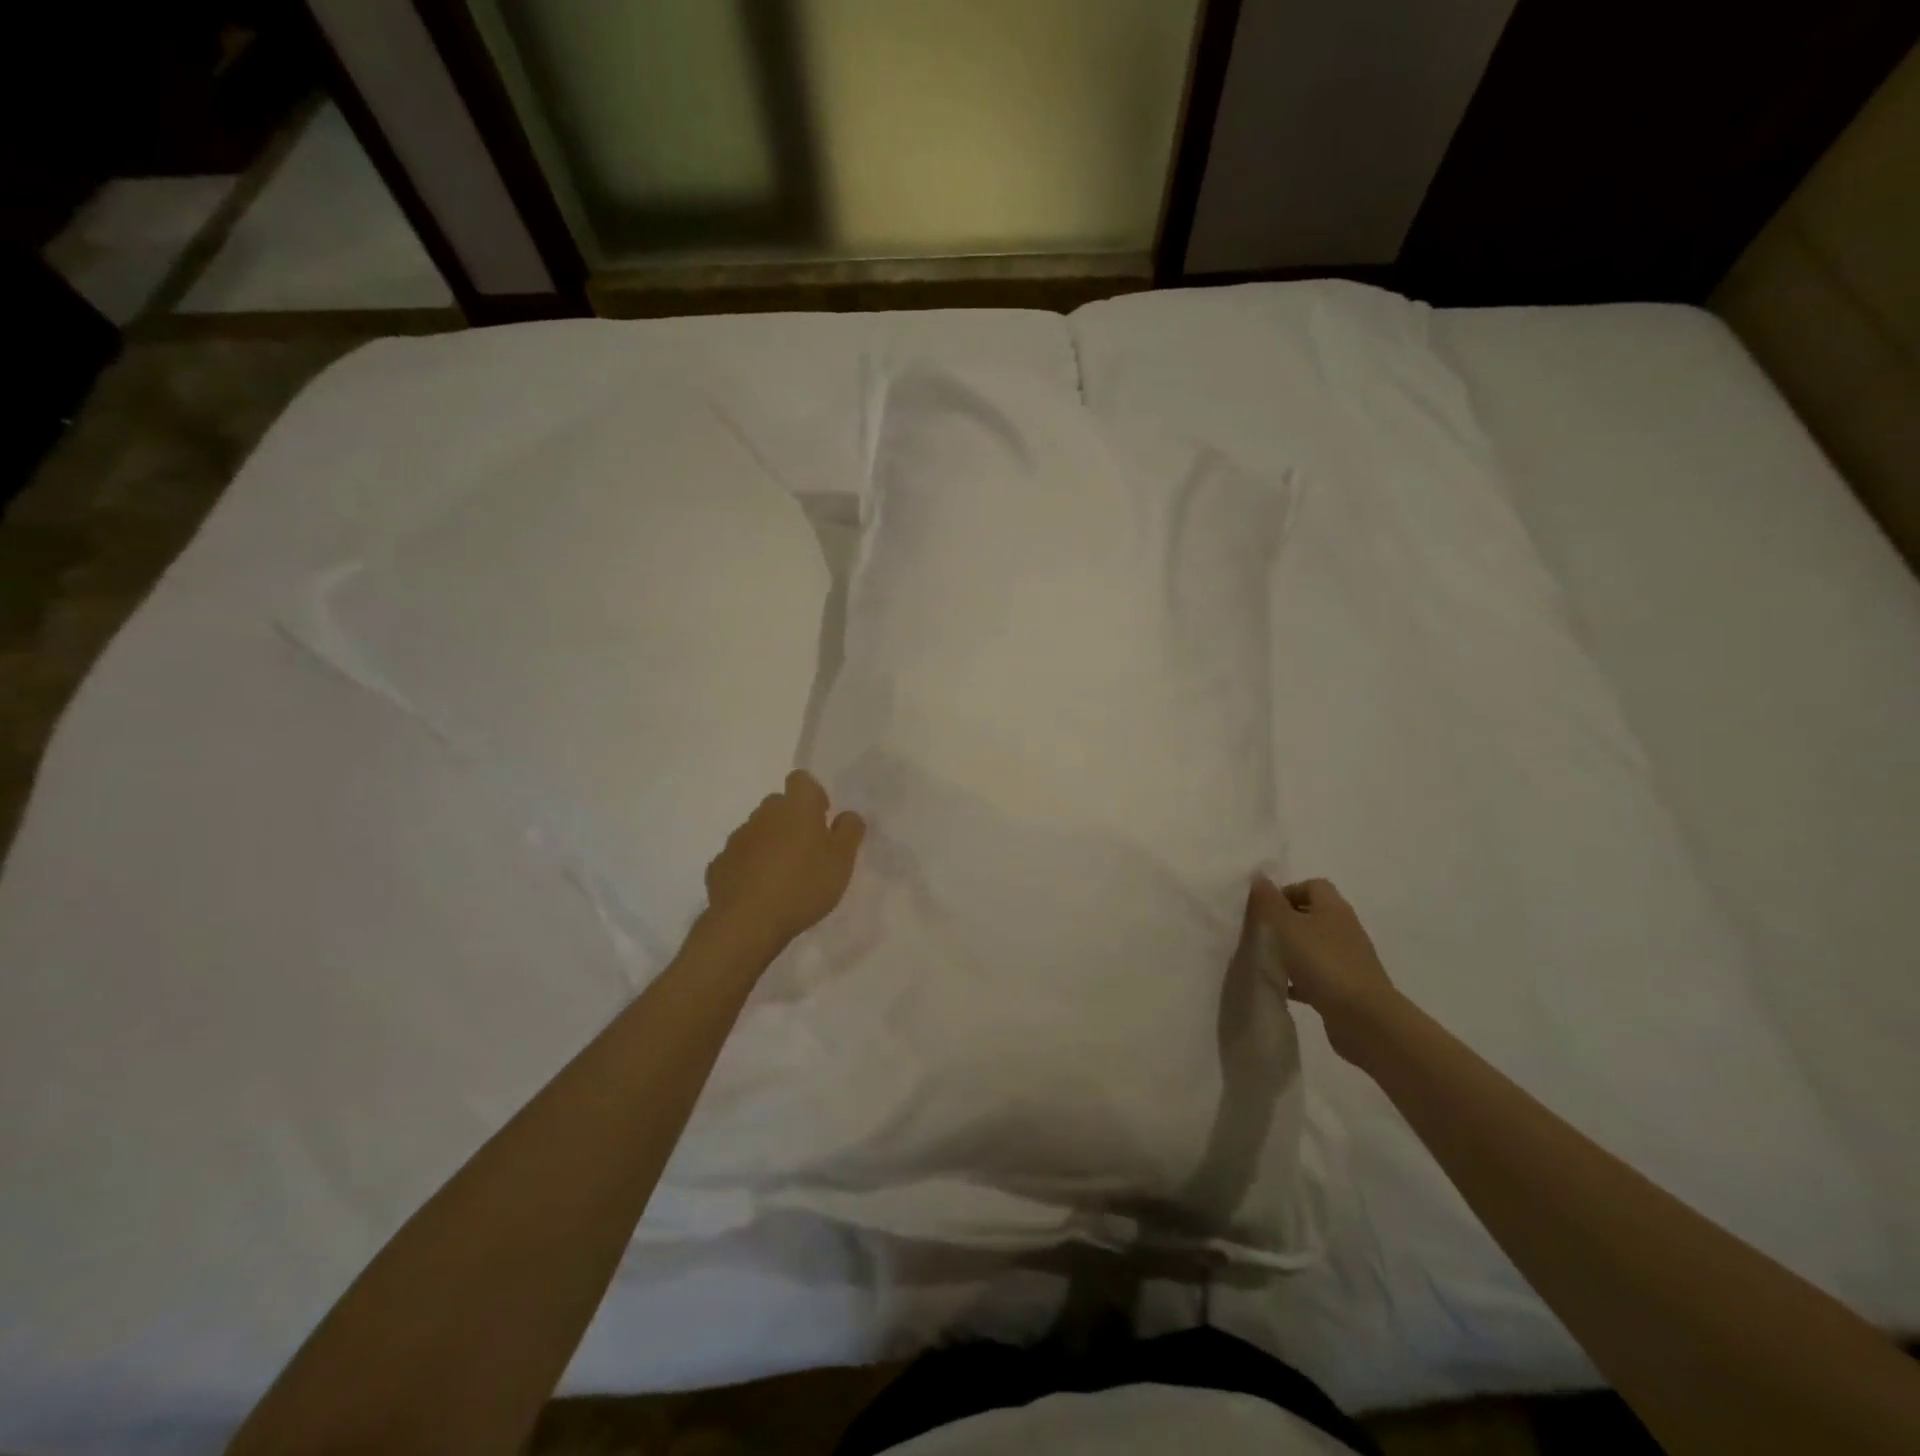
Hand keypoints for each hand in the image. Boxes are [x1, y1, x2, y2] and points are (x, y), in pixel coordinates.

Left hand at [703, 771, 865, 953]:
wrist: (748, 923)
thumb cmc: (804, 885)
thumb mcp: (842, 860)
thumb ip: (849, 831)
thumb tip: (847, 815)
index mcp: (796, 807)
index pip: (801, 780)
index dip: (813, 795)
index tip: (822, 820)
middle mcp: (763, 815)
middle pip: (778, 805)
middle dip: (792, 821)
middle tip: (808, 852)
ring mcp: (737, 839)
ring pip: (758, 831)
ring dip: (770, 844)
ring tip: (784, 876)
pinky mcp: (719, 864)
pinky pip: (740, 857)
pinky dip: (750, 867)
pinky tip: (759, 891)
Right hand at [1249, 876, 1400, 1063]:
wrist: (1363, 1017)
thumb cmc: (1322, 962)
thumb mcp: (1286, 927)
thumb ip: (1269, 902)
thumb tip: (1259, 876)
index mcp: (1333, 907)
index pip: (1312, 886)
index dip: (1288, 891)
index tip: (1265, 908)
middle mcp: (1344, 928)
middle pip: (1314, 915)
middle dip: (1287, 921)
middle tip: (1262, 933)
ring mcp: (1349, 959)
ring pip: (1315, 945)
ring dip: (1293, 950)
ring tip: (1268, 960)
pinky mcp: (1348, 986)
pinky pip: (1319, 974)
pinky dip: (1301, 978)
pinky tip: (1283, 988)